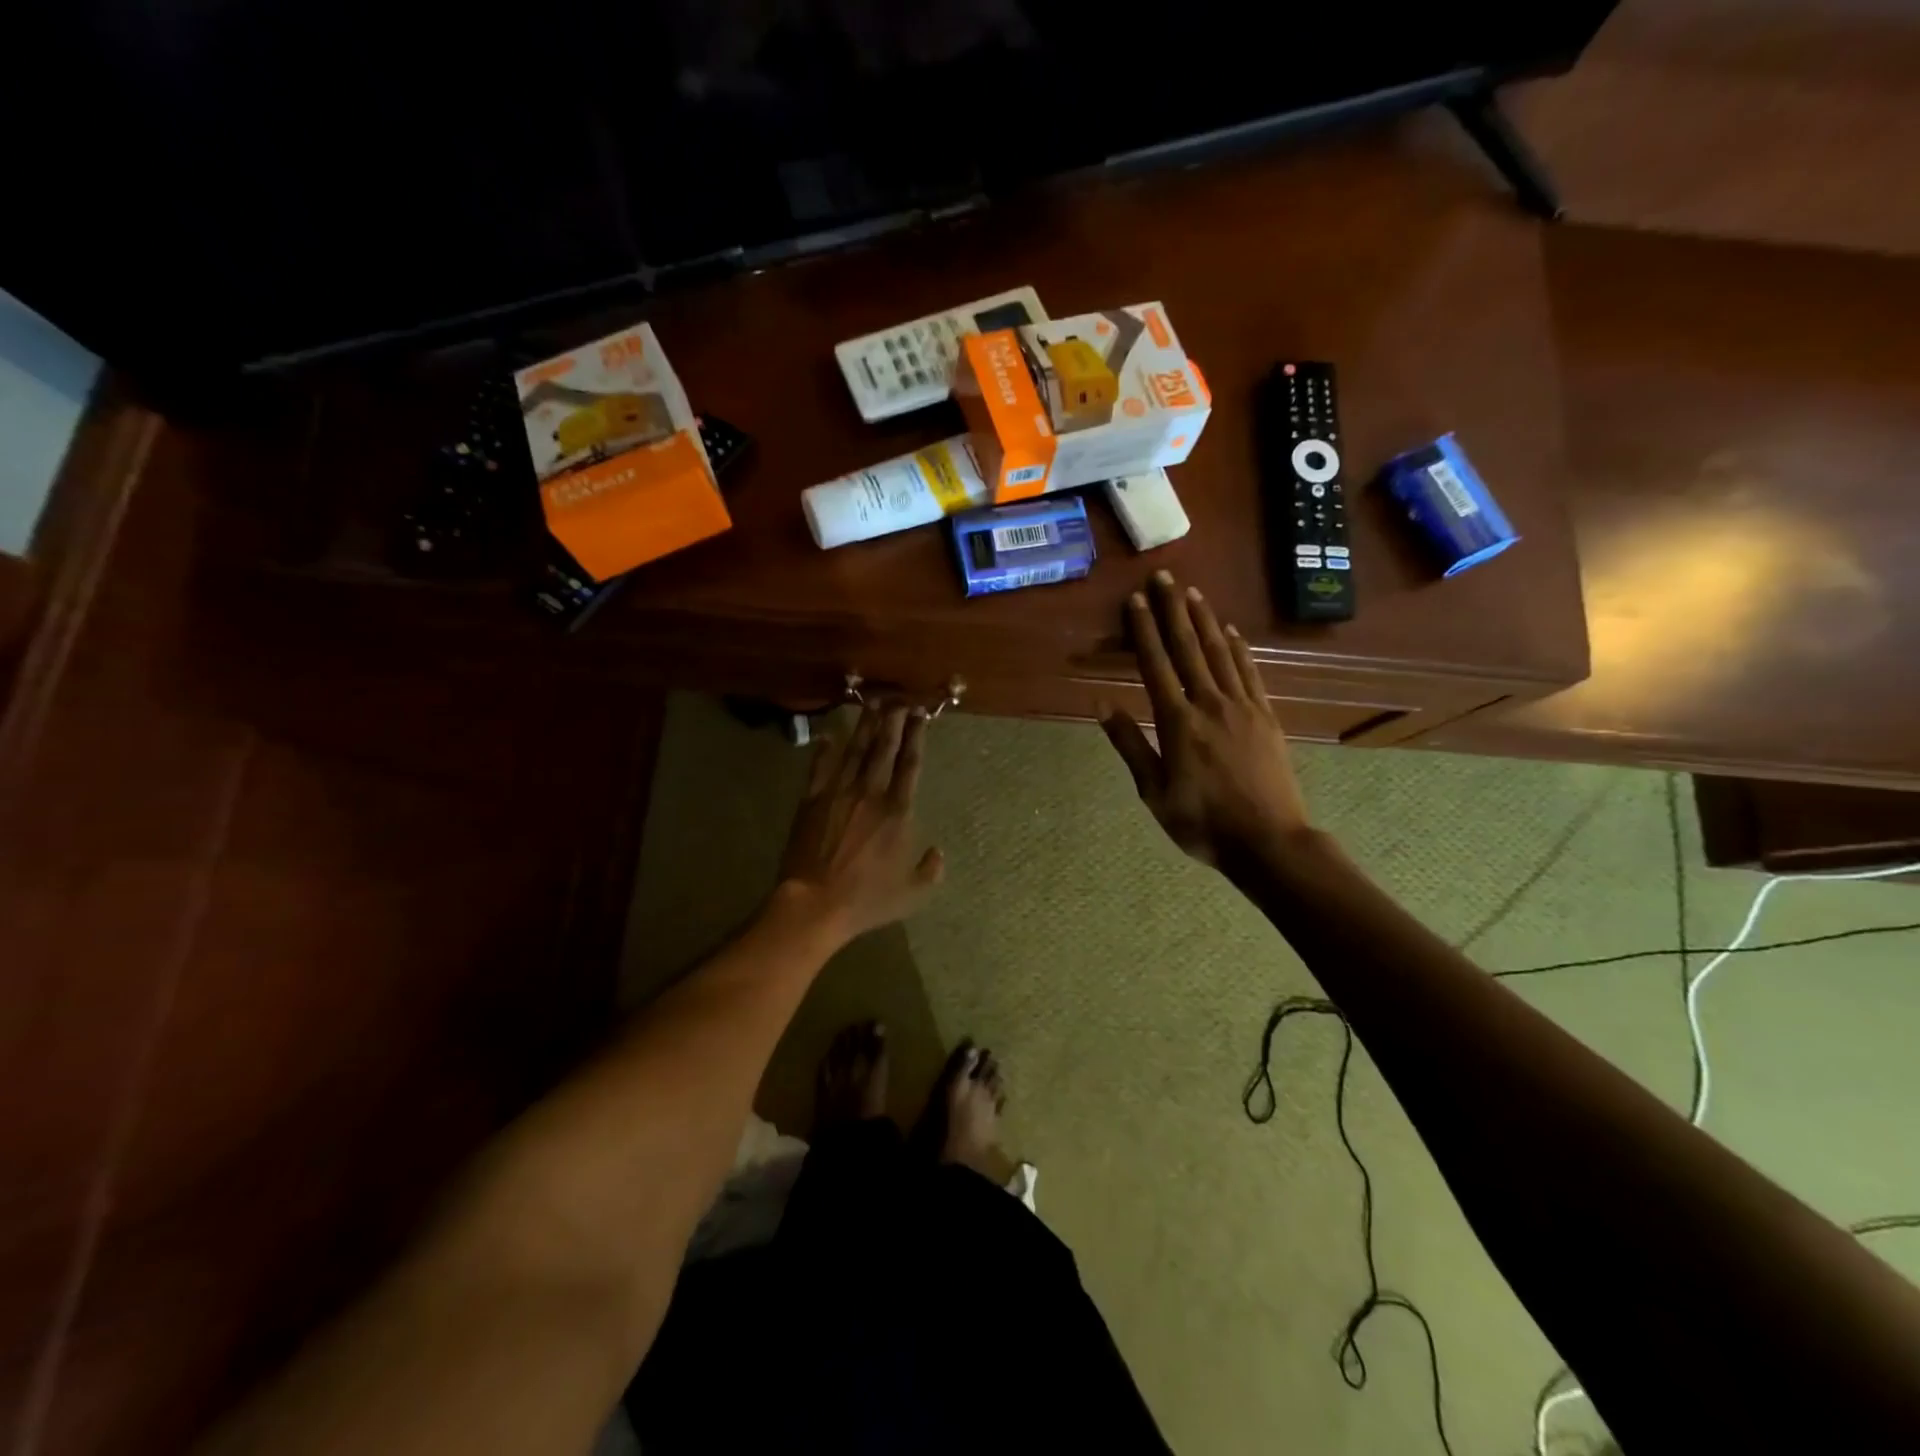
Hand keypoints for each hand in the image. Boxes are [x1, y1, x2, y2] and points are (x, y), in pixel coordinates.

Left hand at [777, 703, 943, 943]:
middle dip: (892, 720)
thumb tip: (938, 852)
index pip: (910, 764)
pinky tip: (828, 734)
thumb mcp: (911, 893)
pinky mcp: (811, 801)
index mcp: (897, 812)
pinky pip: (819, 769)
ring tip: (872, 703)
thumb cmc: (866, 900)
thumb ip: (930, 871)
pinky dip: (824, 750)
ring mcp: (837, 794)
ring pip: (854, 751)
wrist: (814, 904)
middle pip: (883, 748)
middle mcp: (870, 794)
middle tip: (898, 698)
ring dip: (864, 725)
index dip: (916, 736)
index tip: (920, 715)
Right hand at [1099, 571, 1311, 875]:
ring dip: (1204, 620)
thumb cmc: (1202, 822)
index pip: (1156, 665)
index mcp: (1177, 722)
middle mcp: (1209, 704)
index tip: (1136, 600)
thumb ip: (1129, 745)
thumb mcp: (1153, 792)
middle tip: (1163, 577)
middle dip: (1173, 610)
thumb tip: (1102, 705)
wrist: (1269, 841)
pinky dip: (1238, 648)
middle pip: (1188, 648)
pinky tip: (1230, 632)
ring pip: (1220, 653)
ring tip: (1192, 593)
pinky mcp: (1266, 716)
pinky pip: (1250, 673)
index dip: (1144, 630)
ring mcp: (1242, 707)